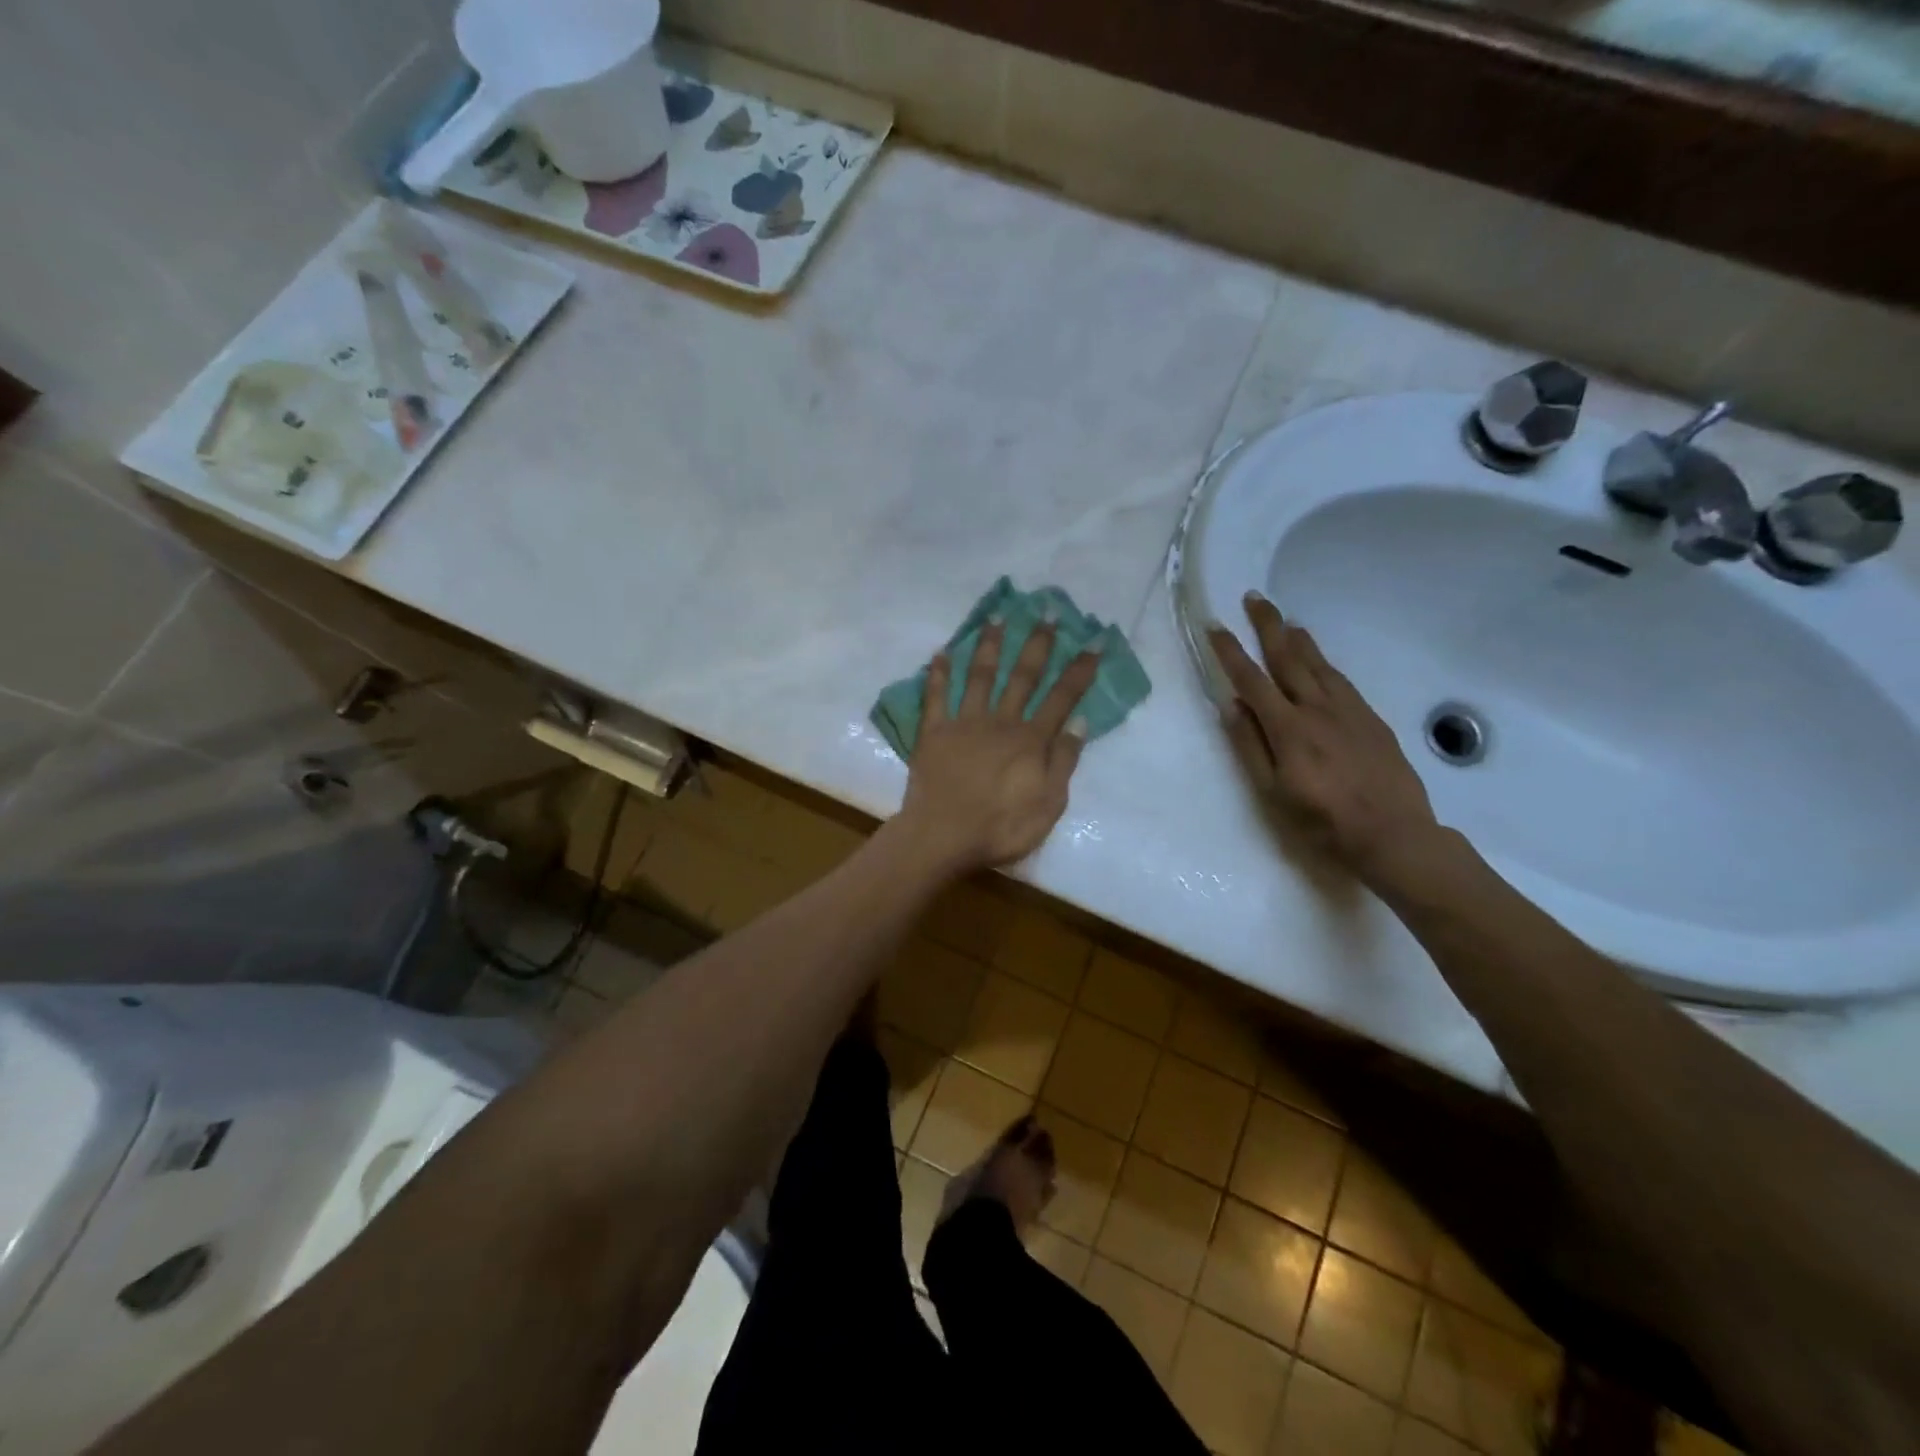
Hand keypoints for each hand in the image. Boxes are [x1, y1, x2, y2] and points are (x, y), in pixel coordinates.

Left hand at [897, 619, 1100, 874]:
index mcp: (1030, 740)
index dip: (1080, 670)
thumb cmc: (1001, 827)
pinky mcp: (934, 733)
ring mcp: (964, 723)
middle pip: (1022, 676)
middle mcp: (1000, 721)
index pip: (1062, 698)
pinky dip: (938, 674)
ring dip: (989, 646)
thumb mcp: (1049, 803)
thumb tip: (1081, 721)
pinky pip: (935, 697)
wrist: (943, 837)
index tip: (1094, 642)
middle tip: (1045, 611)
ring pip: (979, 676)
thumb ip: (1064, 760)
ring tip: (995, 617)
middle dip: (1037, 644)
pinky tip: (940, 653)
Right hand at [1207, 592, 1437, 877]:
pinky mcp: (1371, 720)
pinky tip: (1320, 661)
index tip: (1215, 627)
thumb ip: (1250, 747)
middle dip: (1268, 626)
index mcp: (1288, 729)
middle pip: (1288, 658)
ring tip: (1285, 621)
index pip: (1252, 680)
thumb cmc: (1322, 823)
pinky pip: (1342, 680)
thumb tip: (1232, 706)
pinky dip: (1325, 662)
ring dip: (1298, 638)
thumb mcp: (1273, 793)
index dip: (1231, 652)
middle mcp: (1317, 709)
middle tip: (1255, 598)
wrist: (1394, 836)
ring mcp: (1349, 711)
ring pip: (1319, 664)